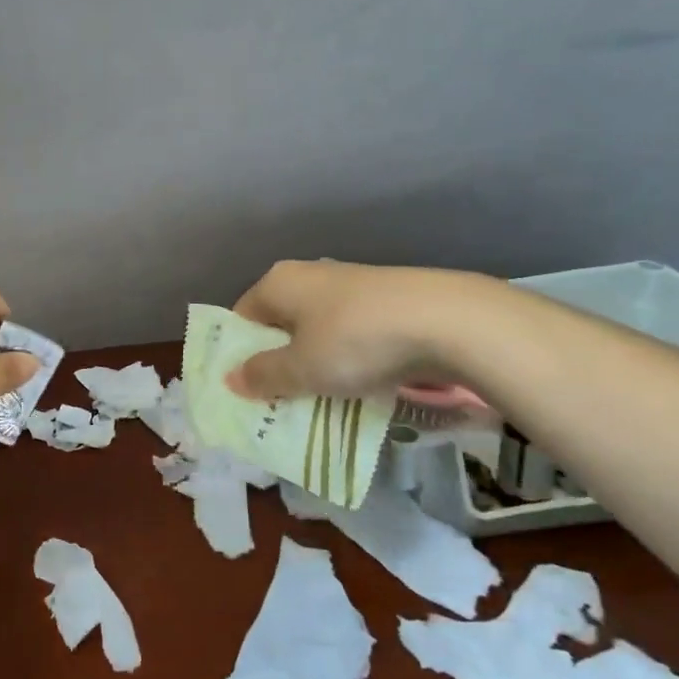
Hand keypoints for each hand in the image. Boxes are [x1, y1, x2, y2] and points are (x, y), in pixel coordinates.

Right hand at [226, 260, 487, 402]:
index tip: (244, 390)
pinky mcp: (384, 302)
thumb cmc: (355, 341)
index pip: (241, 317)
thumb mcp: (301, 368)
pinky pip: (349, 336)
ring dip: (313, 365)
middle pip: (279, 325)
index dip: (238, 354)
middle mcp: (310, 276)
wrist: (447, 321)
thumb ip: (263, 375)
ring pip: (316, 332)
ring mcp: (350, 286)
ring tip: (317, 402)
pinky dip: (346, 360)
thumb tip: (231, 379)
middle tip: (278, 403)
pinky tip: (357, 387)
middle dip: (277, 363)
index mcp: (279, 283)